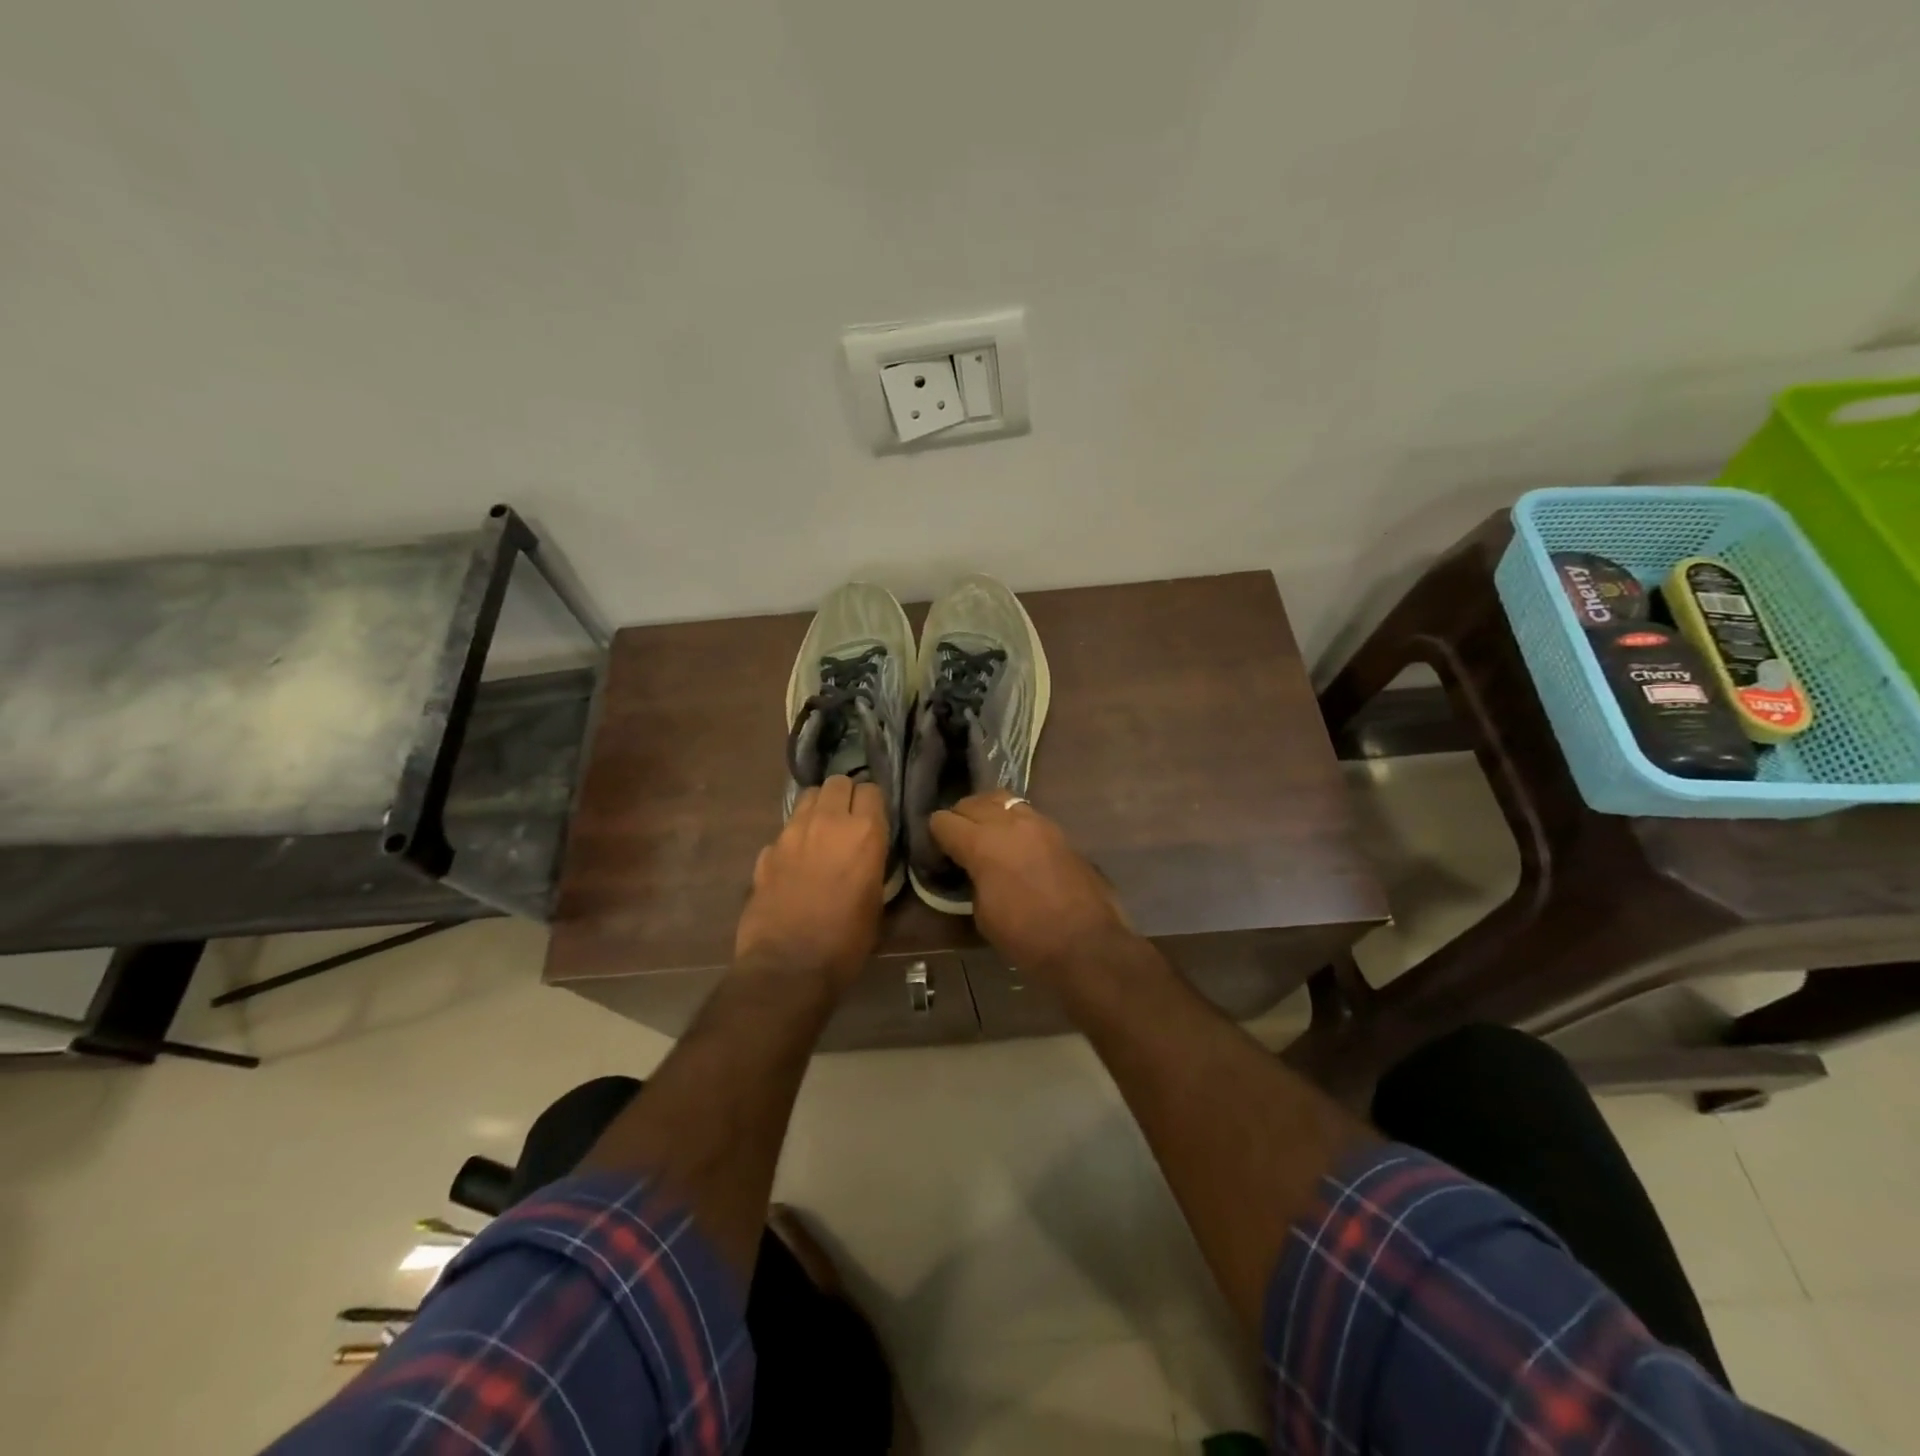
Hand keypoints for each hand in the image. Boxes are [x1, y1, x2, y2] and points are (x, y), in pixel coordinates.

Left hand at [735, 775, 888, 992]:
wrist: (788, 967)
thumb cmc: (846, 941)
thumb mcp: (876, 902)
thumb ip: (872, 864)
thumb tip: (866, 855)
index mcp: (864, 833)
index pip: (872, 790)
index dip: (873, 803)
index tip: (874, 819)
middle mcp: (827, 822)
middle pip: (837, 782)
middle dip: (845, 795)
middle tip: (848, 819)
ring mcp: (791, 833)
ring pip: (807, 797)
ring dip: (818, 807)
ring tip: (822, 832)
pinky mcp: (766, 851)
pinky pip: (785, 830)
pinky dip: (793, 838)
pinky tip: (796, 862)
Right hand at [929, 792, 1131, 977]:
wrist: (1087, 944)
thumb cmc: (1027, 937)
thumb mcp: (983, 914)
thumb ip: (972, 879)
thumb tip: (973, 869)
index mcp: (982, 843)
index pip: (943, 821)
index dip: (935, 837)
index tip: (938, 855)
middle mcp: (1009, 823)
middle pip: (972, 802)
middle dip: (960, 819)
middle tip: (959, 845)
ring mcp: (1039, 823)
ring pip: (1002, 800)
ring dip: (989, 813)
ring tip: (988, 837)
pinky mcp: (1060, 832)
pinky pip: (1027, 814)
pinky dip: (1014, 823)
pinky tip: (1016, 846)